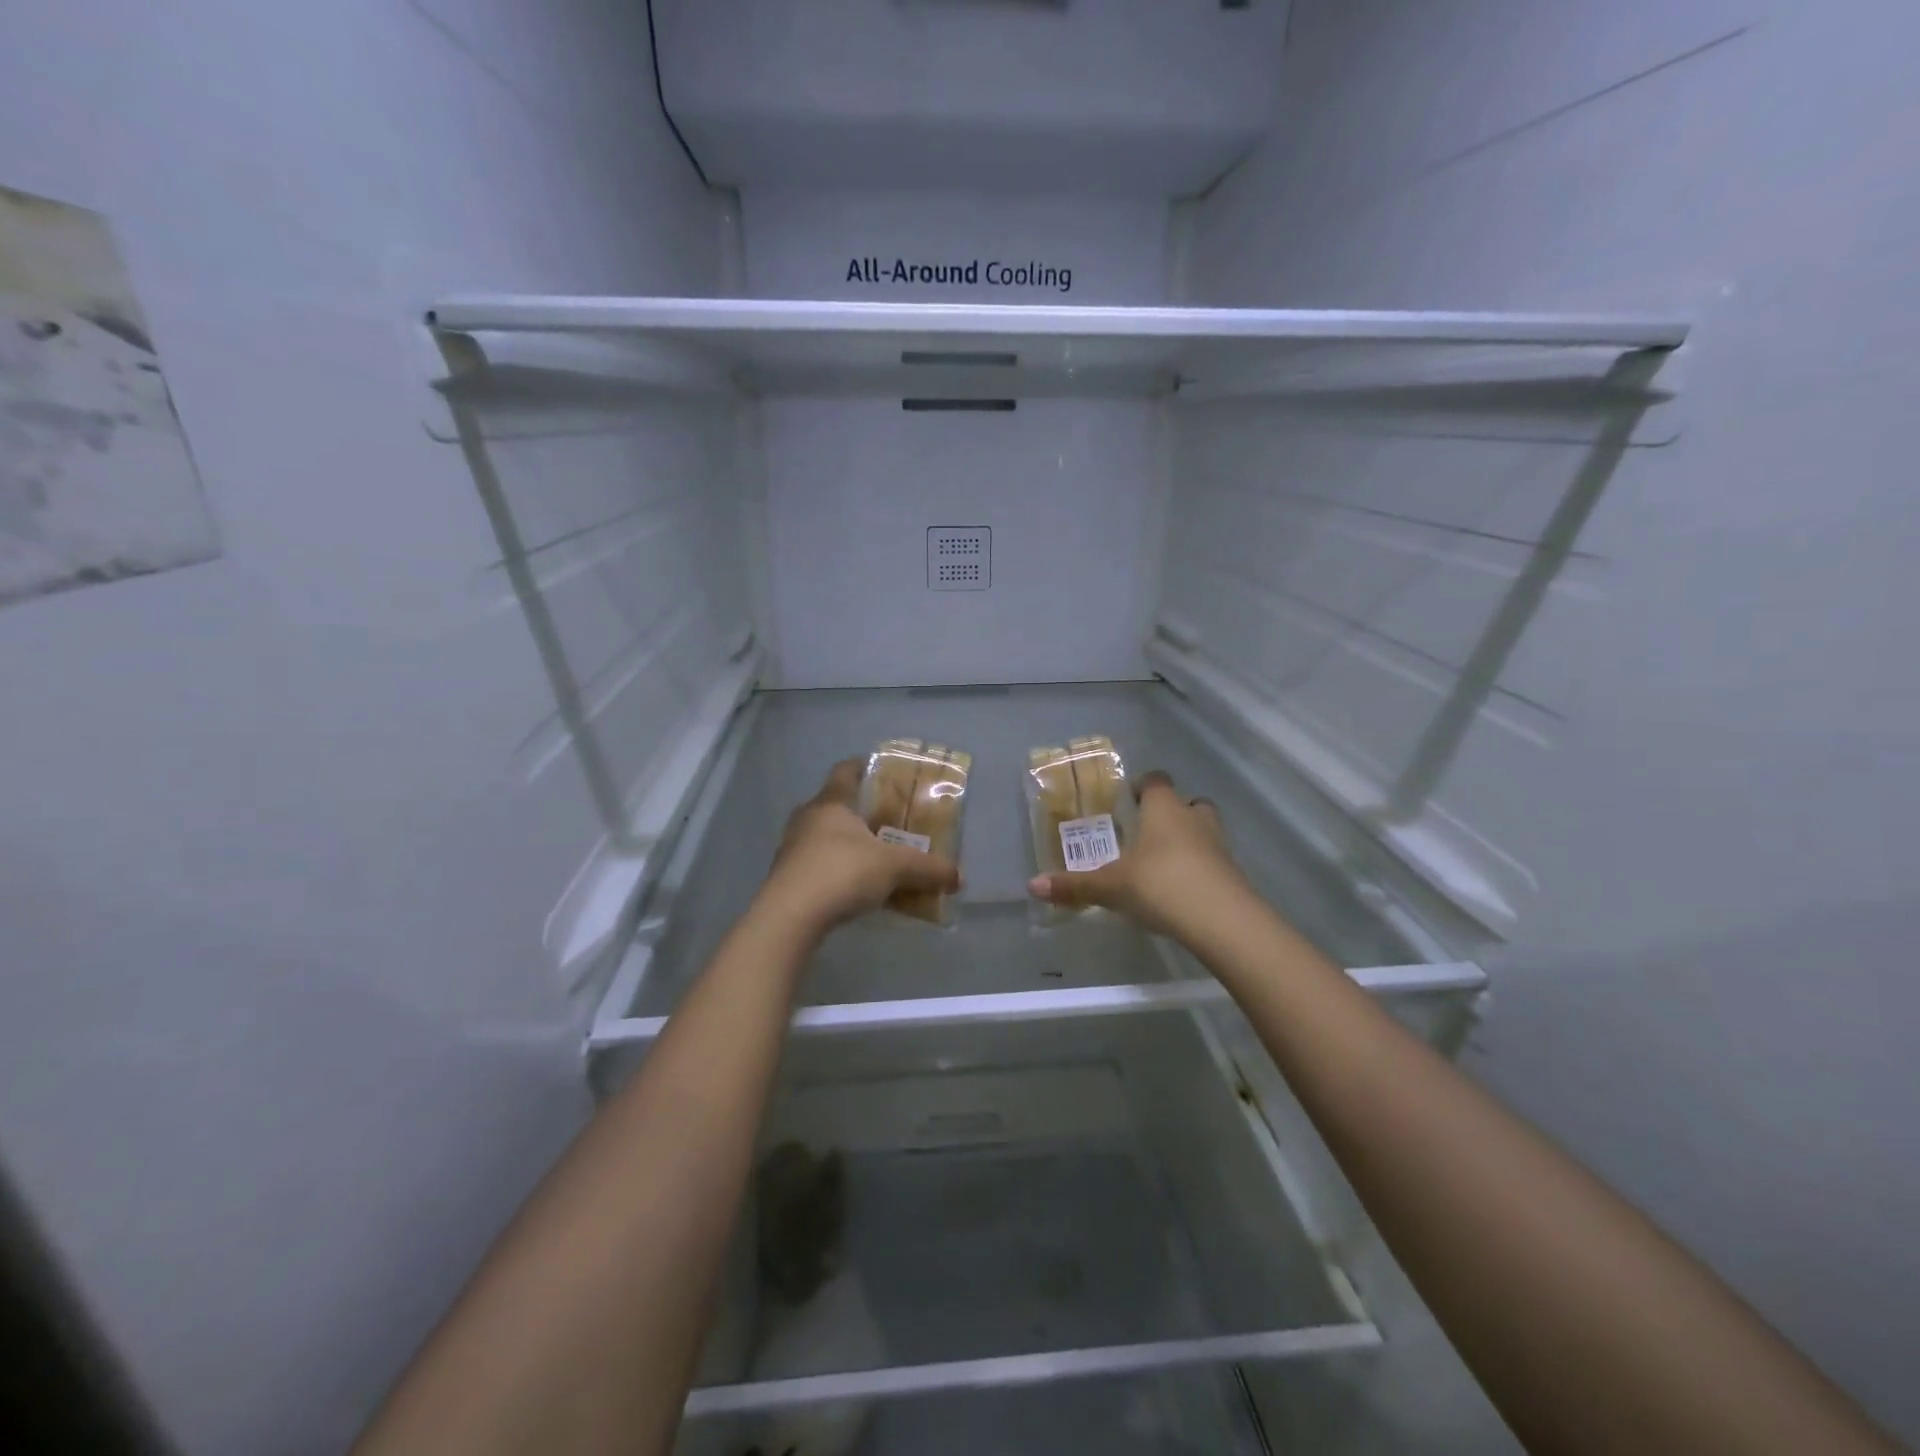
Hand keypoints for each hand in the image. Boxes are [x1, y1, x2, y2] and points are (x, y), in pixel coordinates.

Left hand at [757, 759, 961, 936]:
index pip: (845, 771)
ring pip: (823, 838)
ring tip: (871, 856)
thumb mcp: (895, 868)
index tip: (877, 768)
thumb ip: (927, 869)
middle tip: (883, 819)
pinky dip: (835, 871)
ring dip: (844, 844)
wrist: (790, 917)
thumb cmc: (842, 872)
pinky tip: (853, 889)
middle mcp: (807, 819)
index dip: (861, 766)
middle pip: (833, 805)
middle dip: (857, 811)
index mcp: (831, 803)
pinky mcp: (786, 879)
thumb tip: (959, 877)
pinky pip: (816, 866)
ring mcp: (791, 849)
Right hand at [1027, 770, 1251, 938]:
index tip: (1128, 798)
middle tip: (1147, 831)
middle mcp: (1193, 818)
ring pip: (1204, 830)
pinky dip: (1199, 868)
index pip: (1156, 780)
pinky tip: (1181, 890)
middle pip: (1187, 802)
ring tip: (1163, 862)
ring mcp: (1219, 844)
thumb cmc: (1160, 885)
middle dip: (1170, 813)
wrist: (1222, 920)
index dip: (1142, 785)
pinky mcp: (1232, 873)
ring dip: (1188, 840)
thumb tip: (1033, 886)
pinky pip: (1213, 860)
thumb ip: (1075, 885)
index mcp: (1163, 808)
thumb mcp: (1111, 886)